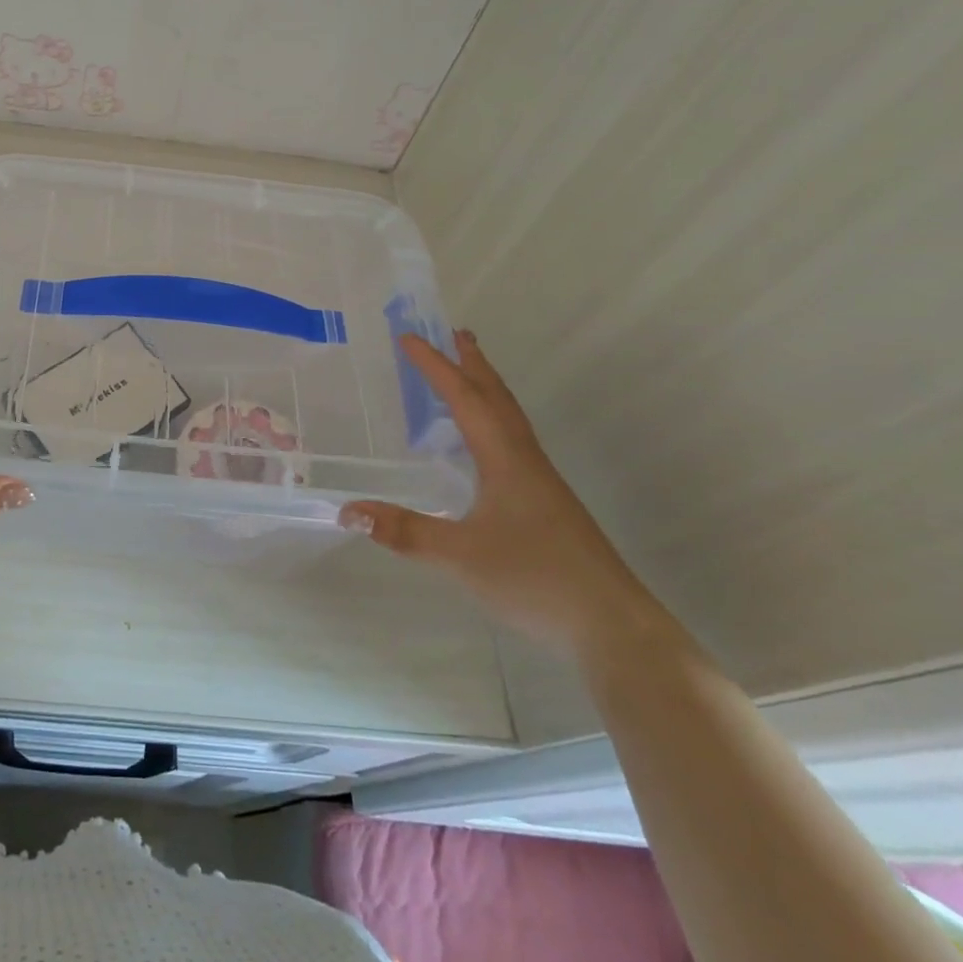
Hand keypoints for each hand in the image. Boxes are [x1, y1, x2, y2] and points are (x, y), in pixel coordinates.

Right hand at [340, 330, 650, 653]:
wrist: (614, 628)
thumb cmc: (536, 581)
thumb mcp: (460, 557)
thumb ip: (404, 532)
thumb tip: (348, 510)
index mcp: (505, 459)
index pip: (465, 399)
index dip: (436, 367)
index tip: (409, 338)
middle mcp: (525, 460)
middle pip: (497, 398)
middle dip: (473, 364)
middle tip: (455, 333)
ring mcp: (541, 483)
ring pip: (510, 419)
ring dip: (487, 389)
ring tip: (470, 373)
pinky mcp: (547, 504)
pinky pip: (514, 442)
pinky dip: (494, 420)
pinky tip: (486, 445)